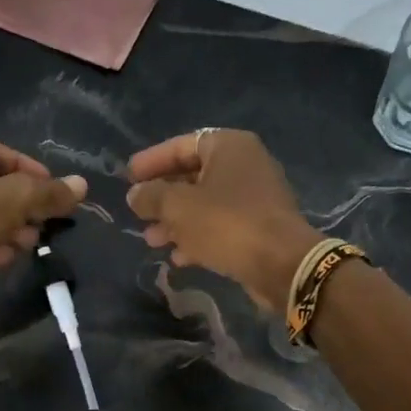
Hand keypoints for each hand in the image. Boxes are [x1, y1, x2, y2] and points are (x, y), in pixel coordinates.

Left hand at [0, 138, 85, 268]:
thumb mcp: (18, 199)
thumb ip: (51, 193)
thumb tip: (82, 185)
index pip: (3, 153)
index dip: (33, 170)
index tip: (53, 190)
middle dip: (23, 205)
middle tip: (43, 222)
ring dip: (9, 226)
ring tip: (28, 244)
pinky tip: (4, 257)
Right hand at [126, 129, 321, 310]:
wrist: (283, 265)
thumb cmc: (227, 224)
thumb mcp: (179, 207)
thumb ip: (152, 197)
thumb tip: (135, 194)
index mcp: (229, 147)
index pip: (181, 145)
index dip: (152, 161)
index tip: (128, 177)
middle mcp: (245, 165)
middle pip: (193, 176)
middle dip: (163, 197)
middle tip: (137, 212)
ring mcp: (255, 197)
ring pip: (205, 204)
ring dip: (176, 221)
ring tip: (151, 240)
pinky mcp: (259, 227)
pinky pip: (220, 225)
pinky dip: (198, 237)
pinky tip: (178, 257)